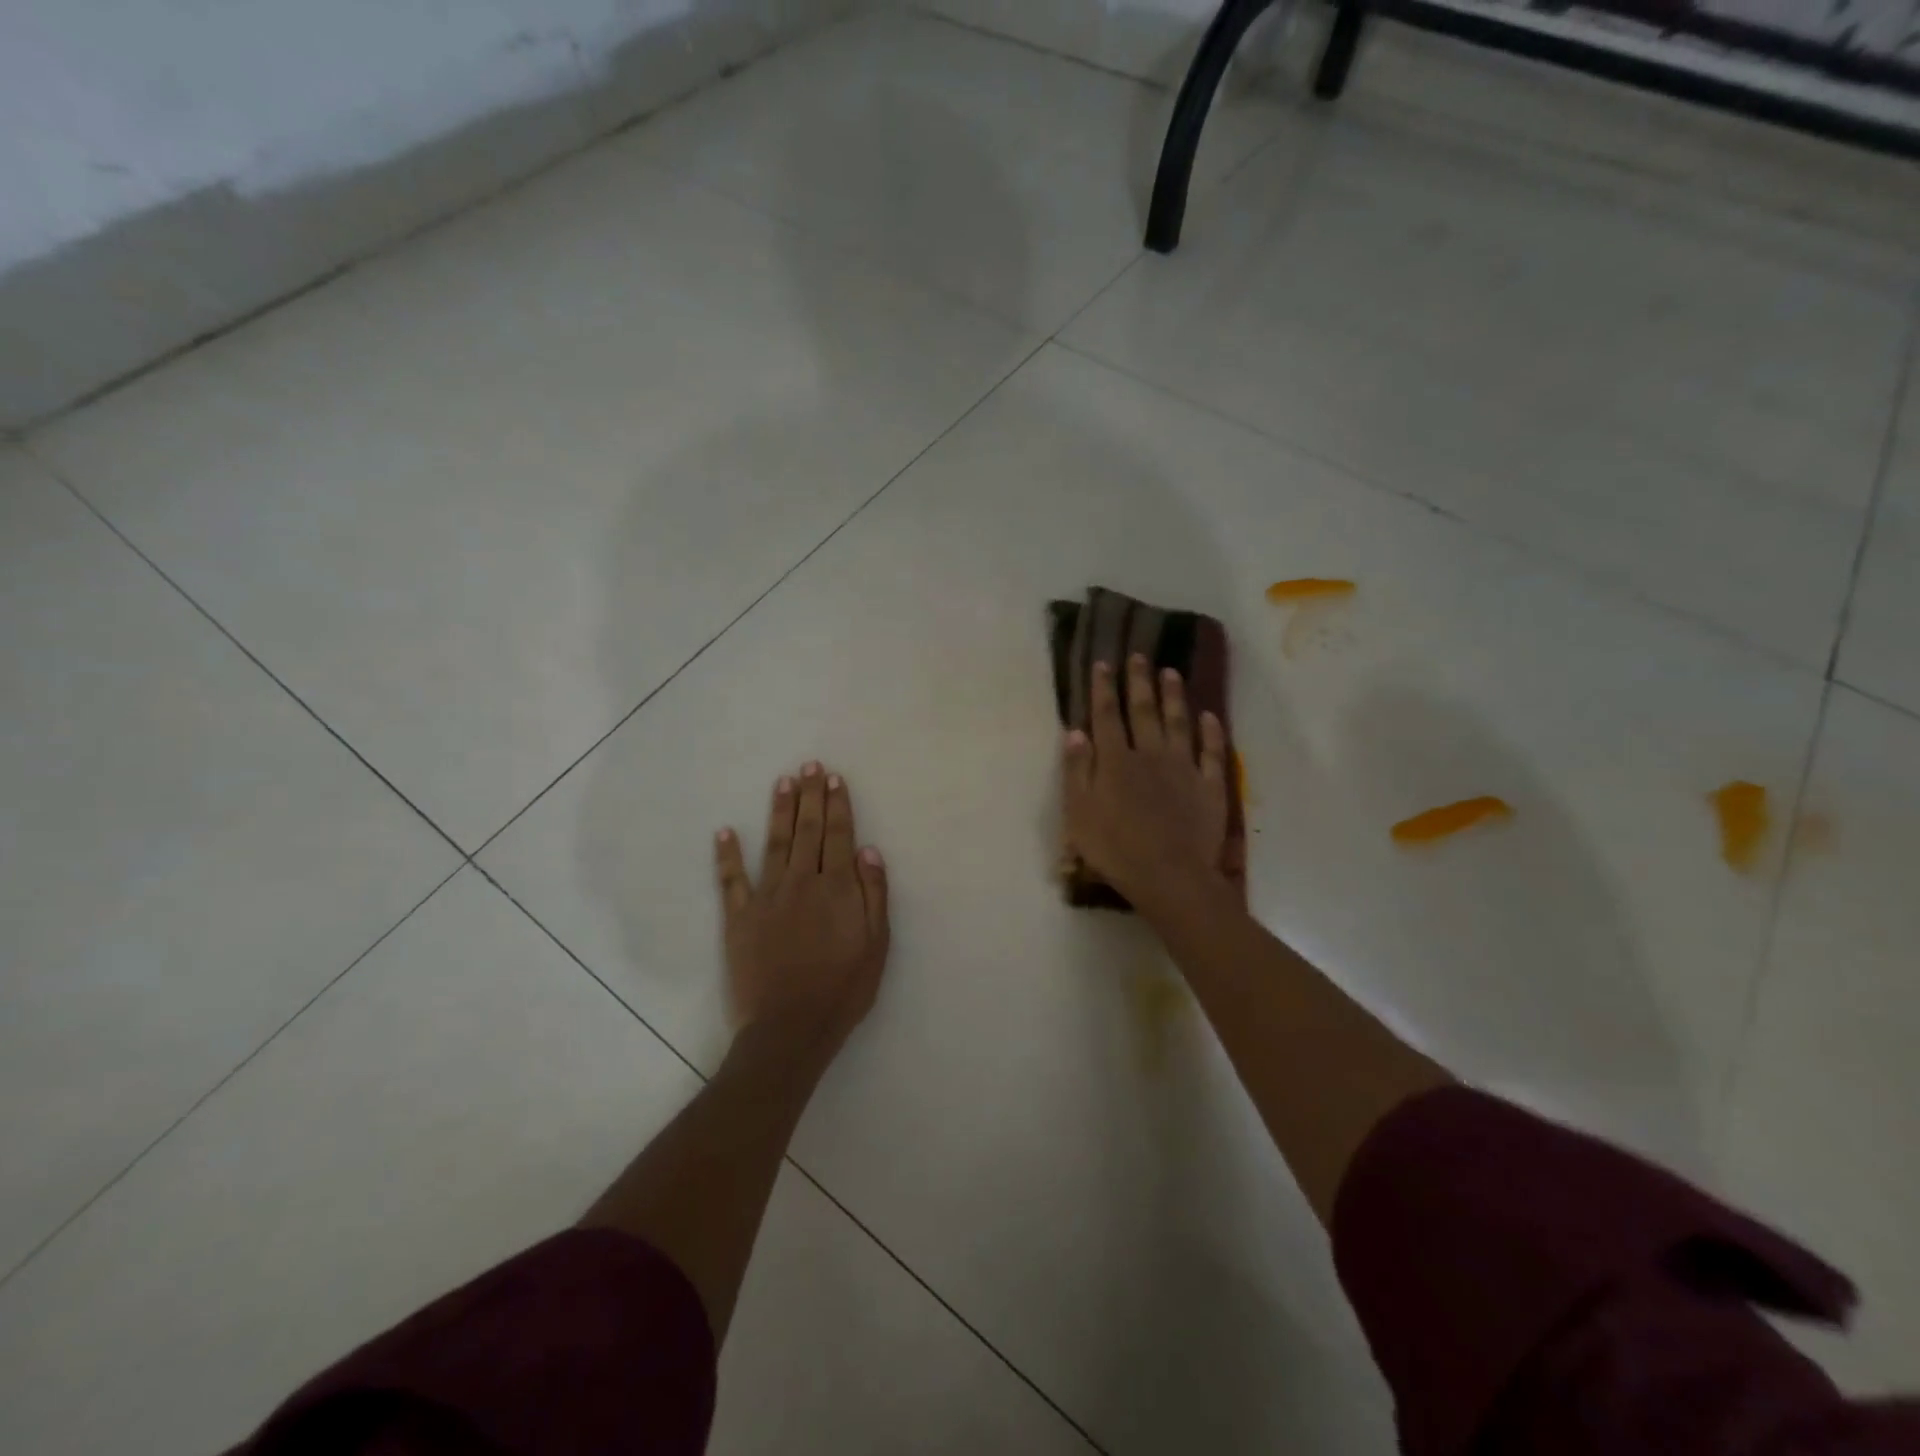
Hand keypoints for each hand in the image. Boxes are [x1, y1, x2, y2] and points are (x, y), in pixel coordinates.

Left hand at [715, 762, 889, 1054]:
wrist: (791, 1027)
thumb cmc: (842, 988)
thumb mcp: (876, 944)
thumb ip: (874, 894)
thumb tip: (868, 849)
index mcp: (836, 888)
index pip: (838, 835)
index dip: (837, 805)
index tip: (834, 778)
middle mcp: (801, 882)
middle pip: (808, 830)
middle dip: (810, 795)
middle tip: (809, 766)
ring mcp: (767, 898)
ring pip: (775, 844)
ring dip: (779, 810)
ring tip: (782, 782)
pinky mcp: (739, 918)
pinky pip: (731, 880)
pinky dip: (727, 854)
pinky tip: (724, 831)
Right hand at [1062, 655, 1230, 913]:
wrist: (1169, 875)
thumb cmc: (1114, 848)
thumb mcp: (1079, 812)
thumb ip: (1077, 770)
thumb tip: (1076, 731)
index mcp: (1115, 761)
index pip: (1107, 715)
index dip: (1104, 688)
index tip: (1104, 663)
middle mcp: (1150, 754)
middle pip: (1144, 711)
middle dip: (1139, 681)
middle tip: (1139, 655)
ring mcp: (1184, 768)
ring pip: (1179, 723)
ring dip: (1174, 696)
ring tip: (1171, 673)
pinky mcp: (1210, 786)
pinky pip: (1213, 752)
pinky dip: (1212, 732)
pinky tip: (1210, 716)